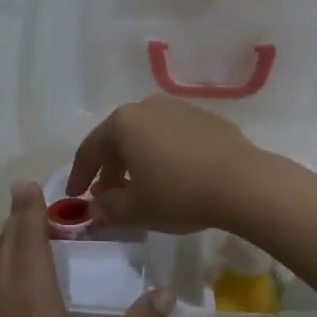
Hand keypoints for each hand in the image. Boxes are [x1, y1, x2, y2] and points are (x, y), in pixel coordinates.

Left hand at [0, 182, 173, 316]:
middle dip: (17, 221)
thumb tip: (165, 292)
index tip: (26, 184)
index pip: (29, 242)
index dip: (29, 211)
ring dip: (6, 247)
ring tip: (19, 235)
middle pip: (6, 250)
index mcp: (30, 300)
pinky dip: (0, 275)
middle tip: (25, 198)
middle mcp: (2, 303)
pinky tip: (8, 292)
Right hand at [67, 97, 265, 232]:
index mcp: (123, 123)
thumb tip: (97, 205)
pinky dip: (163, 154)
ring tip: (139, 186)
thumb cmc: (179, 194)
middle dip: (108, 168)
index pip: (89, 149)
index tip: (73, 195)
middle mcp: (148, 107)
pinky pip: (173, 136)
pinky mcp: (206, 118)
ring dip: (136, 160)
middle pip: (118, 138)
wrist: (243, 183)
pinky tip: (172, 176)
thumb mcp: (136, 209)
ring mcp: (179, 109)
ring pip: (146, 135)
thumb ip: (108, 207)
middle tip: (106, 194)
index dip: (79, 175)